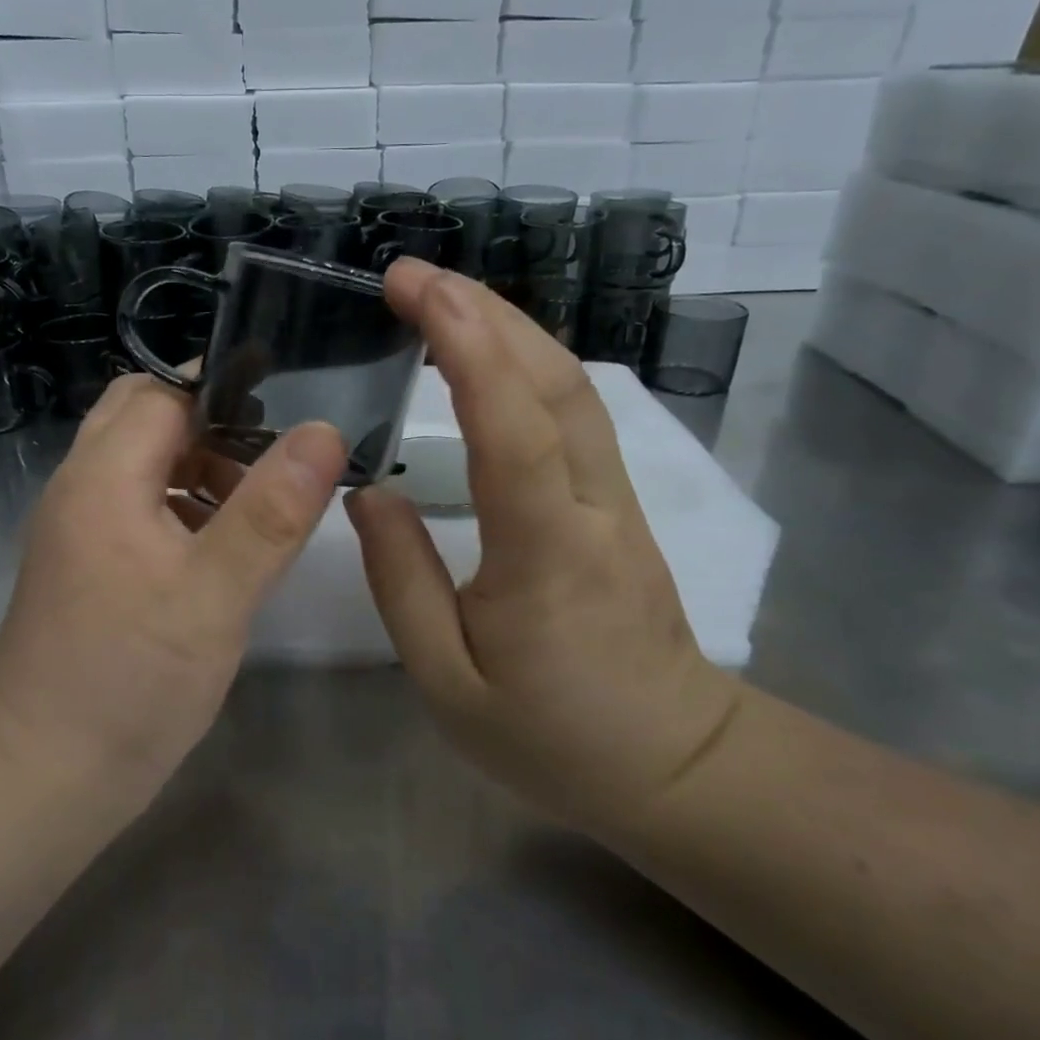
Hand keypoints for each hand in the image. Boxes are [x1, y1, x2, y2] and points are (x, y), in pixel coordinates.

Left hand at [0, 374, 346, 793]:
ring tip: (263, 502)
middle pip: (146, 417)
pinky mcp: (90, 565)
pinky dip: (184, 506)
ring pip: (144, 463)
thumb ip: (271, 512)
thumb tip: (324, 431)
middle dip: (213, 425)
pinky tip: (225, 548)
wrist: (43, 777)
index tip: (292, 405)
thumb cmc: (130, 682)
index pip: (163, 391)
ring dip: (201, 467)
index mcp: (103, 477)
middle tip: (276, 458)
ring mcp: (80, 528)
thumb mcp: (215, 596)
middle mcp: (81, 488)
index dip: (225, 389)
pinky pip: (140, 506)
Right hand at [346, 262, 738, 839]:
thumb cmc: (551, 735)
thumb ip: (401, 581)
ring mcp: (615, 497)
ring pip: (572, 388)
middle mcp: (592, 505)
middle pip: (554, 381)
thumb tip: (366, 494)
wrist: (672, 763)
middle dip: (484, 312)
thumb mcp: (447, 681)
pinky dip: (528, 364)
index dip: (465, 342)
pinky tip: (490, 355)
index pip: (511, 423)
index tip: (412, 287)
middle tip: (413, 275)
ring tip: (444, 297)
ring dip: (509, 327)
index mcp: (545, 551)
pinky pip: (574, 413)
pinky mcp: (617, 502)